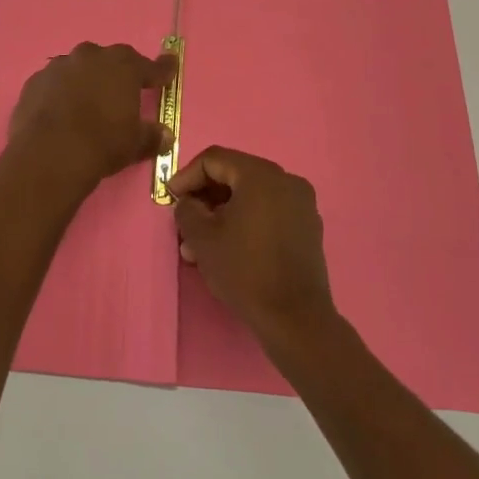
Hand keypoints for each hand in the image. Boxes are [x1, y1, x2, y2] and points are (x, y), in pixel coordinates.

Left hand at [8, 42, 174, 188]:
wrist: (49, 153)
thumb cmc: (102, 143)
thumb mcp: (134, 144)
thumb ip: (151, 136)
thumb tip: (165, 135)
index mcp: (123, 67)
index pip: (150, 66)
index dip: (161, 70)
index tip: (169, 68)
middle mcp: (91, 57)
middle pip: (110, 59)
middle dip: (117, 72)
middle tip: (121, 90)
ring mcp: (59, 66)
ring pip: (78, 67)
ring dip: (85, 79)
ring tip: (86, 101)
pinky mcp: (35, 80)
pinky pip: (53, 82)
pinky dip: (59, 92)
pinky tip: (59, 110)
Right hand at [171, 146, 334, 338]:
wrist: (296, 319)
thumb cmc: (245, 270)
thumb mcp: (202, 238)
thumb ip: (187, 210)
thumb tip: (189, 203)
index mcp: (261, 175)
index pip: (214, 159)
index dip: (186, 176)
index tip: (171, 199)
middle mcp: (286, 180)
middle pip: (234, 175)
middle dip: (204, 198)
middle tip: (184, 222)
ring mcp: (301, 204)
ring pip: (250, 197)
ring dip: (222, 213)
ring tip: (199, 245)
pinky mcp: (307, 228)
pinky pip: (268, 212)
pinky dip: (245, 221)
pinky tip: (228, 249)